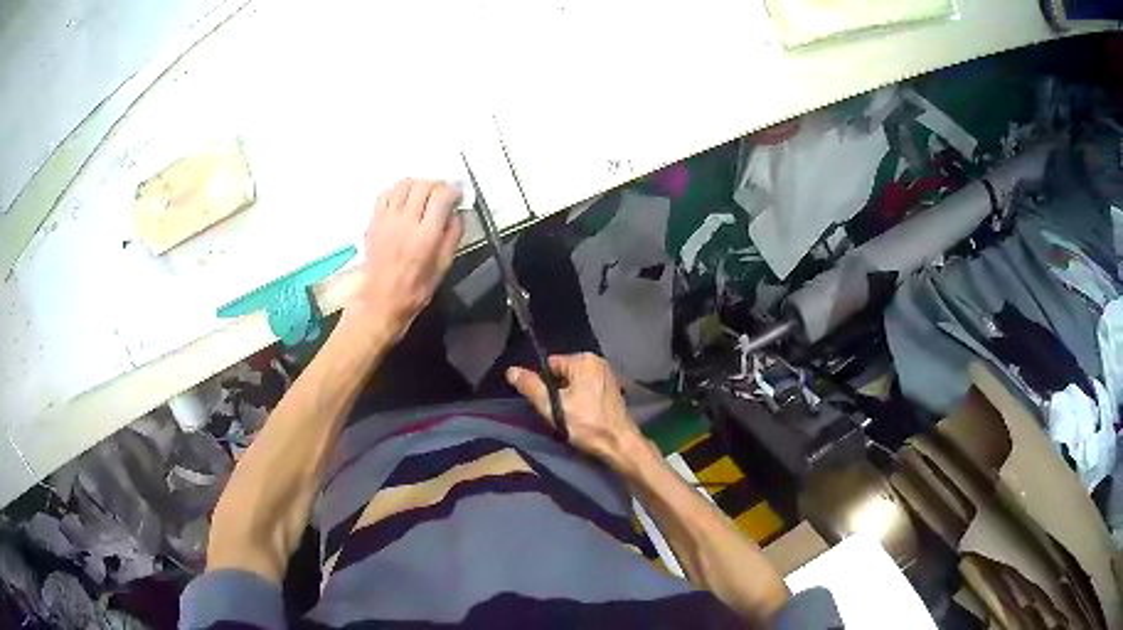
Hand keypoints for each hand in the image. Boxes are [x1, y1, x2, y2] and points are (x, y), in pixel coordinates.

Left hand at [347, 179, 463, 337]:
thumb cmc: (413, 290)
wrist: (381, 301)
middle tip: (442, 194)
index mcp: (425, 237)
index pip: (442, 197)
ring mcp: (387, 221)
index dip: (453, 191)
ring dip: (417, 184)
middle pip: (423, 186)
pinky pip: (386, 194)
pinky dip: (398, 191)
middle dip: (437, 185)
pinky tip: (404, 199)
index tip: (457, 195)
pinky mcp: (374, 222)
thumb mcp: (443, 267)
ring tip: (423, 194)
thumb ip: (453, 236)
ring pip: (403, 185)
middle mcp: (405, 224)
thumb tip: (457, 214)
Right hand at [507, 353, 648, 468]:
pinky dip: (581, 400)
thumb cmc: (586, 424)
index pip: (550, 365)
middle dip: (556, 391)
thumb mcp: (553, 406)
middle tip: (556, 412)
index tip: (544, 403)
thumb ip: (531, 387)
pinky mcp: (612, 389)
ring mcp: (607, 375)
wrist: (619, 443)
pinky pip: (587, 389)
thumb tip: (511, 370)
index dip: (542, 384)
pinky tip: (582, 416)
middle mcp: (598, 362)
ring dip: (569, 397)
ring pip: (575, 383)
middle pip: (563, 373)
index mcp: (584, 360)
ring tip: (568, 416)